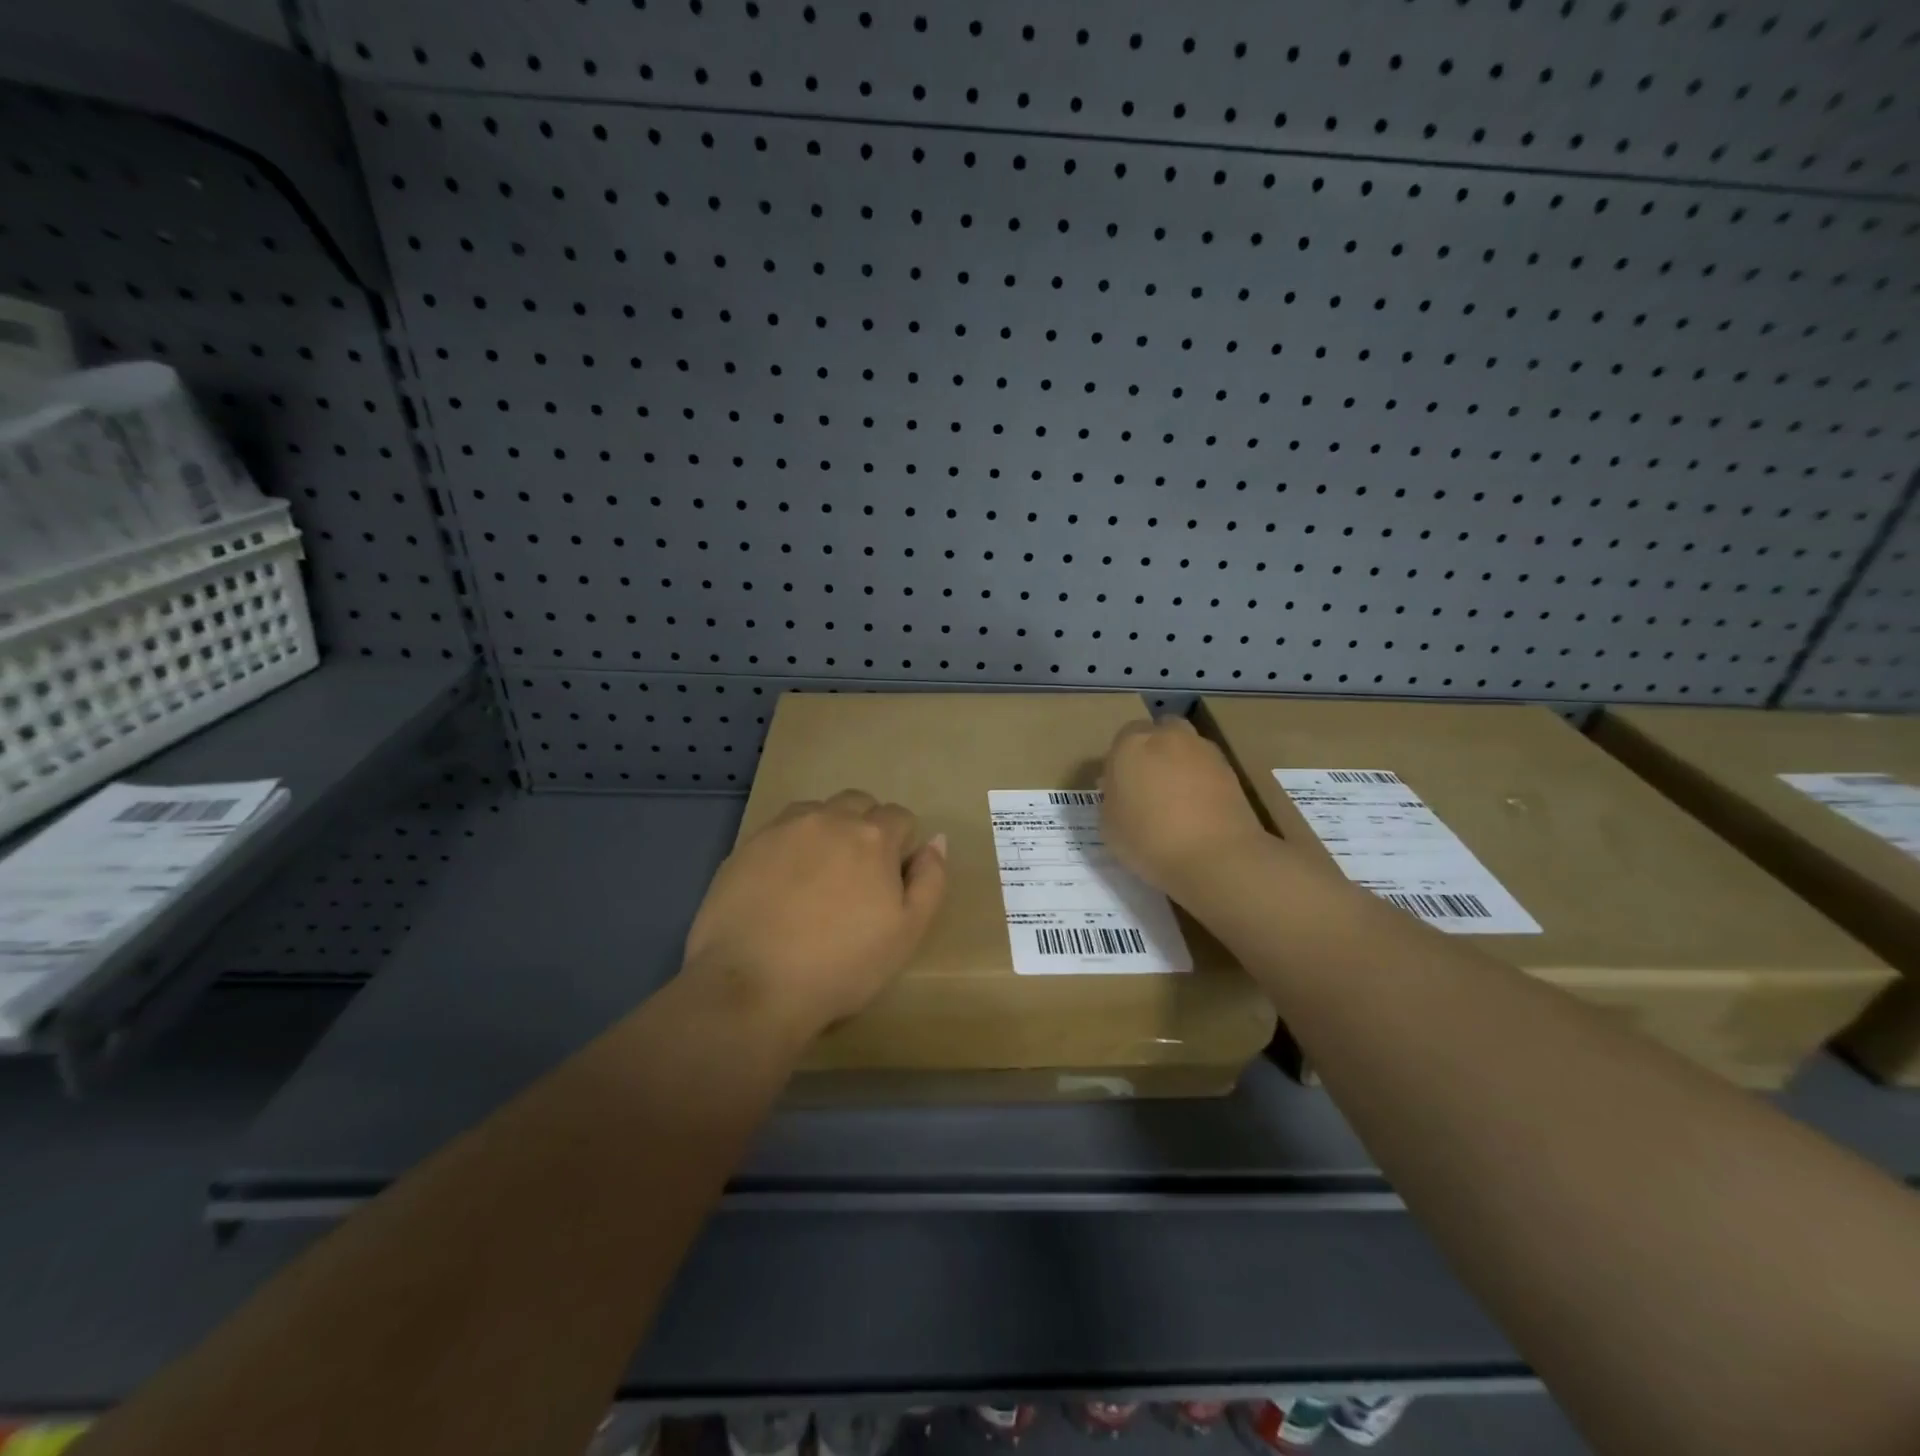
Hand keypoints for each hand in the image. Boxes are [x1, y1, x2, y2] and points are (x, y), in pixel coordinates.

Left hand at [682, 790, 947, 1038]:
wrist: (751, 986)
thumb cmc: (841, 966)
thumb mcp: (907, 933)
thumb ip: (930, 880)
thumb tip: (936, 840)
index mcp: (873, 836)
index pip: (900, 817)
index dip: (901, 846)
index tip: (891, 881)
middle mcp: (829, 818)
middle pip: (859, 803)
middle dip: (866, 827)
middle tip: (858, 875)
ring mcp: (784, 828)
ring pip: (818, 811)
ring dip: (828, 830)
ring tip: (819, 876)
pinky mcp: (747, 845)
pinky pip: (781, 829)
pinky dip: (792, 844)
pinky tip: (783, 883)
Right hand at [1100, 717, 1273, 893]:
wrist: (1215, 857)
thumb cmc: (1148, 841)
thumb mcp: (1109, 826)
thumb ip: (1112, 798)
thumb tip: (1120, 789)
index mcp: (1131, 745)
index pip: (1122, 738)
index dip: (1121, 761)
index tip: (1121, 786)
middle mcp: (1168, 737)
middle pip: (1159, 732)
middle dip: (1154, 750)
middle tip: (1149, 784)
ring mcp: (1203, 751)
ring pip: (1187, 747)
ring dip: (1180, 763)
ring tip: (1177, 798)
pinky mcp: (1231, 770)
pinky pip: (1207, 768)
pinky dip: (1202, 780)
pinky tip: (1199, 808)